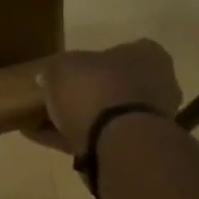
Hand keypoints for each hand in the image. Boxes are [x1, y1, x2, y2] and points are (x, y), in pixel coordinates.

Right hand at [27, 42, 181, 155]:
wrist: (118, 141)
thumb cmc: (96, 88)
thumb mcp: (63, 66)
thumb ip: (56, 68)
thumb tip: (48, 76)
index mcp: (147, 56)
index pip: (120, 51)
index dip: (91, 60)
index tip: (69, 69)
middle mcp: (157, 85)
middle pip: (114, 85)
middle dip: (86, 91)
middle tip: (54, 95)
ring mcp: (149, 119)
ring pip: (107, 113)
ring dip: (79, 117)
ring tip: (42, 120)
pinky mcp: (136, 147)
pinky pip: (98, 137)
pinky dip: (72, 137)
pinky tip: (43, 137)